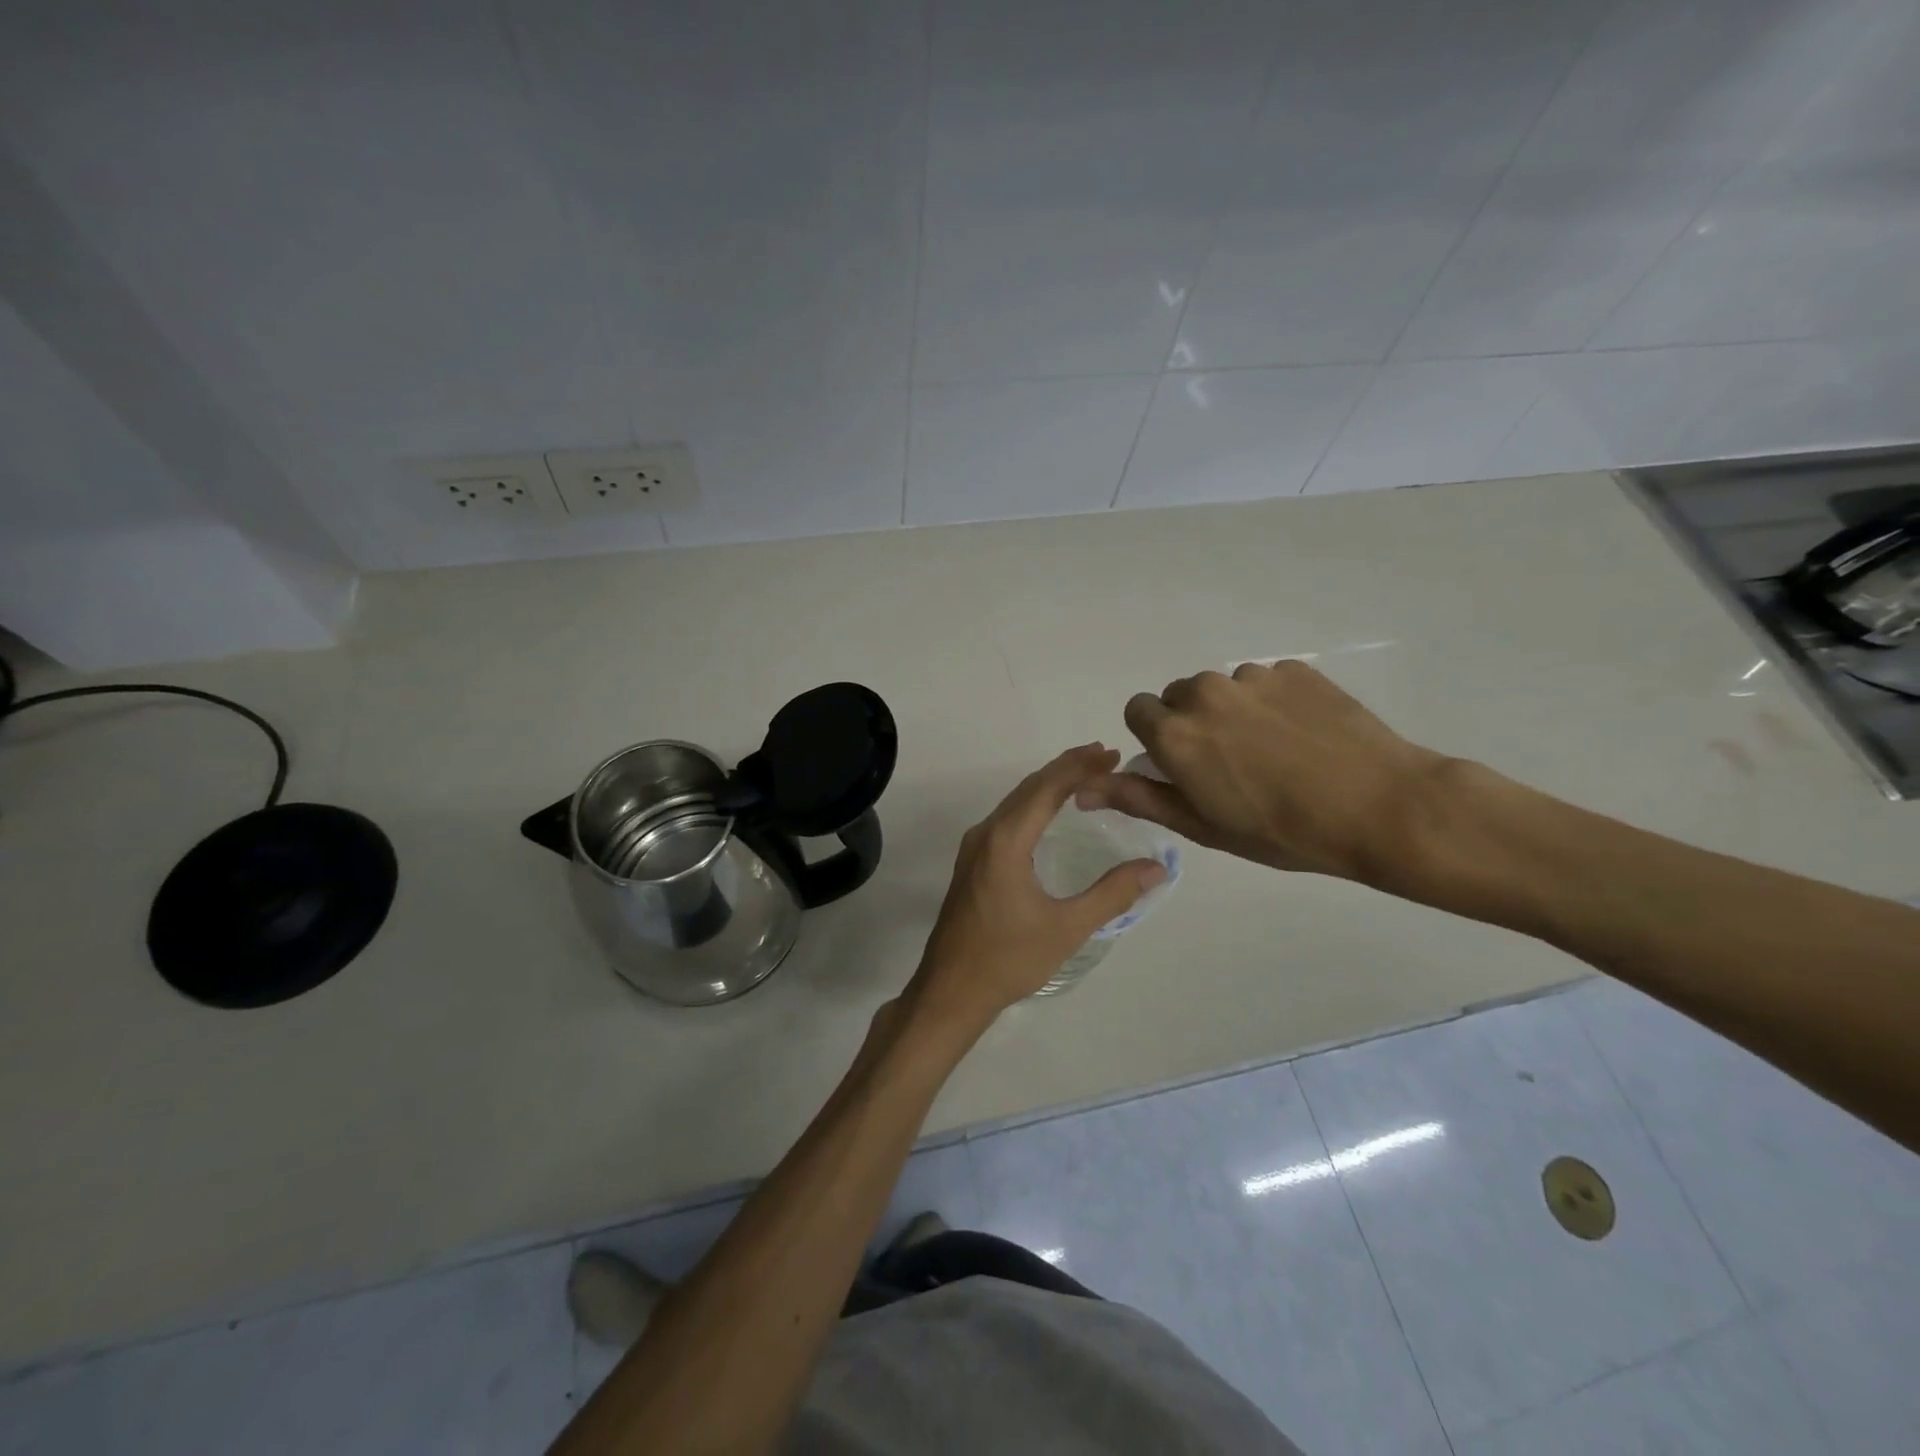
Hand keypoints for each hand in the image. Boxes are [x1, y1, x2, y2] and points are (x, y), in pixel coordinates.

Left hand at [905, 744, 1165, 1033]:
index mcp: (1006, 841)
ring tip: (1084, 775)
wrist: (951, 990)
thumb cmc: (1009, 959)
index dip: (1080, 766)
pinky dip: (1033, 804)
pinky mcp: (971, 862)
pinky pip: (1006, 818)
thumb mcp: (1068, 927)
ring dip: (1048, 784)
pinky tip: (1049, 812)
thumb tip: (1157, 867)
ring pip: (1015, 801)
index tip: (1112, 753)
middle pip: (1029, 787)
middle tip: (1105, 756)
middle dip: (1067, 768)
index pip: (1047, 788)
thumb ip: (1113, 893)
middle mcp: (986, 833)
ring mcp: (974, 847)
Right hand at [1075, 661, 1451, 886]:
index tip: (1183, 765)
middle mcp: (1205, 693)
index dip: (1155, 738)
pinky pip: (1265, 680)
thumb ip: (1140, 798)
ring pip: (1222, 687)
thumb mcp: (1203, 825)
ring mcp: (1253, 677)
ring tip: (1274, 750)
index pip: (1137, 710)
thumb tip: (1083, 790)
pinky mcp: (1295, 669)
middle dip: (1191, 722)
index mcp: (1175, 733)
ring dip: (1233, 711)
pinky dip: (1272, 702)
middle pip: (1179, 696)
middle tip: (1229, 763)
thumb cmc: (1282, 831)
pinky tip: (1303, 736)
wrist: (1380, 808)